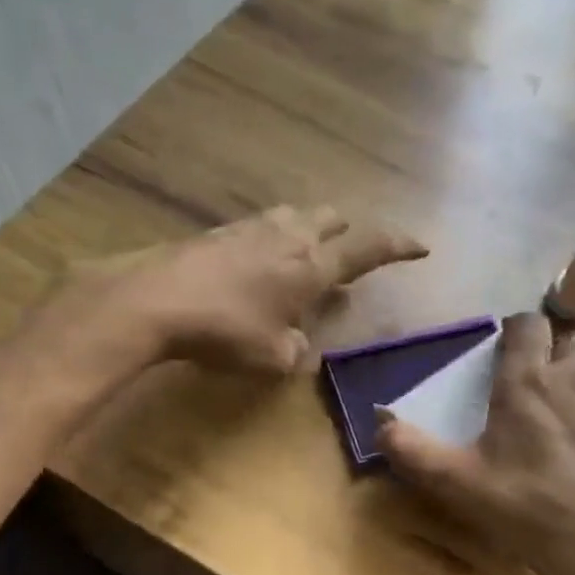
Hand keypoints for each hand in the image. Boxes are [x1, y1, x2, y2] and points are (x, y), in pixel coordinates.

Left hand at [83, 206, 426, 373]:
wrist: (153, 301)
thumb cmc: (225, 331)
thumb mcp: (273, 357)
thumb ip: (296, 350)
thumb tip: (297, 343)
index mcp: (312, 267)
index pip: (367, 249)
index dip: (397, 247)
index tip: (421, 246)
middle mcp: (288, 237)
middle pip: (330, 219)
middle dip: (348, 232)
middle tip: (351, 250)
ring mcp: (250, 229)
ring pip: (294, 216)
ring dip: (309, 230)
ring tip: (306, 252)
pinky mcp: (218, 232)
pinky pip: (260, 227)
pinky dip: (273, 239)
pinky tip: (260, 259)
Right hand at [378, 312, 574, 574]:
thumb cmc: (527, 509)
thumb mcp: (458, 485)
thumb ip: (412, 451)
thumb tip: (379, 424)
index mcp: (527, 382)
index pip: (527, 325)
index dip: (517, 332)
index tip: (509, 353)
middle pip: (569, 342)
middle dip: (554, 358)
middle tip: (540, 393)